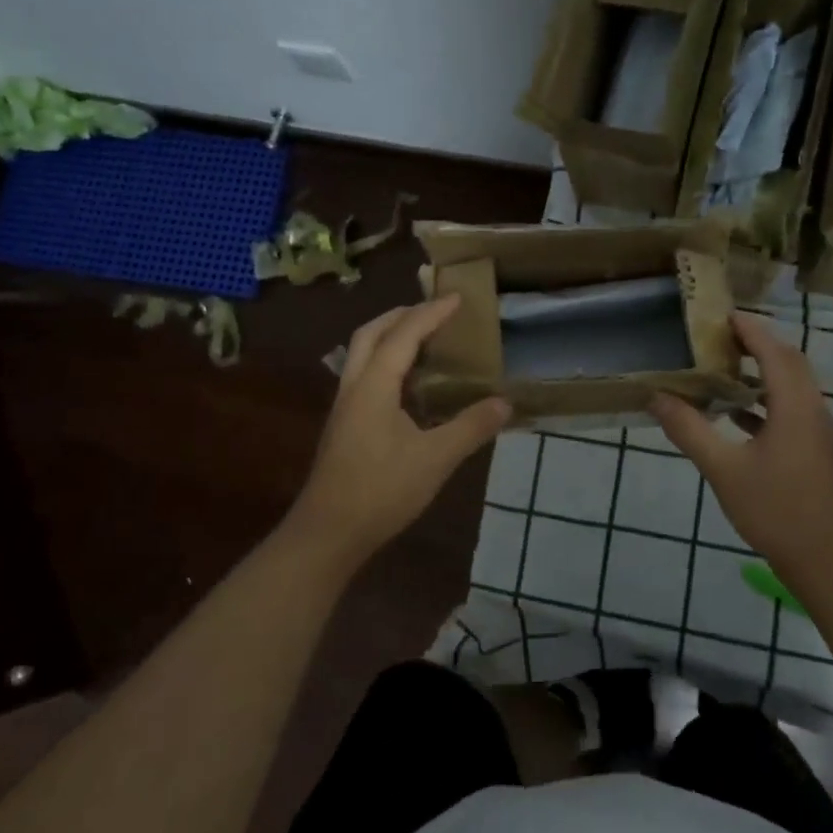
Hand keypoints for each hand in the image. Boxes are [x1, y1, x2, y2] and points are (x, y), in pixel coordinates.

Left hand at [290, 298, 511, 561]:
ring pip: (361, 353)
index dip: (431, 313)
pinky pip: (363, 374)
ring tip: (423, 337)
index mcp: (373, 385)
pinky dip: (385, 360)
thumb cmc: (381, 491)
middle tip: (434, 310)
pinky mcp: (344, 425)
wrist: (328, 533)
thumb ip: (470, 427)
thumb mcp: (435, 459)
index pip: (404, 335)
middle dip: (402, 314)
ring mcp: (344, 406)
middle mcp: (353, 386)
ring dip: (390, 336)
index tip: (458, 298)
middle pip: (370, 333)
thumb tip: (504, 403)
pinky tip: (407, 382)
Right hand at [651, 312, 832, 584]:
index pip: (774, 351)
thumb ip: (689, 430)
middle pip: (789, 362)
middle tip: (719, 337)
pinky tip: (737, 415)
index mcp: (795, 407)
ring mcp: (819, 432)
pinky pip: (793, 409)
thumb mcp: (722, 469)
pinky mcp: (818, 451)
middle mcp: (813, 411)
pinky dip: (767, 400)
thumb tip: (656, 398)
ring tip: (723, 368)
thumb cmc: (774, 510)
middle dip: (757, 344)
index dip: (750, 329)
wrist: (825, 560)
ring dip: (763, 371)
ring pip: (793, 386)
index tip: (721, 315)